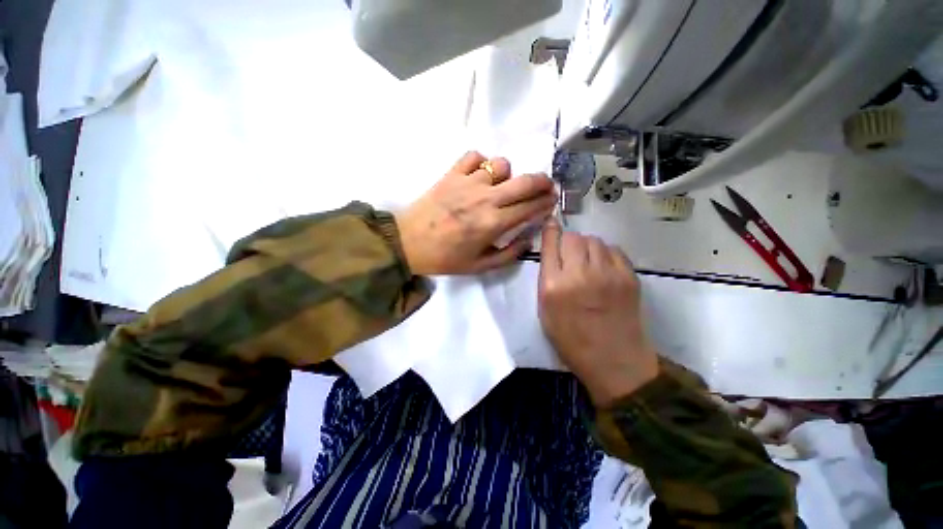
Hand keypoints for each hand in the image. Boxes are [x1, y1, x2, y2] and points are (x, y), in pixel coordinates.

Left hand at [396, 151, 556, 274]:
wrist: (408, 243)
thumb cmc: (444, 258)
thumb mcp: (479, 266)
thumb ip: (508, 255)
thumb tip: (528, 239)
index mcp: (493, 223)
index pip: (530, 207)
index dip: (546, 202)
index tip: (552, 201)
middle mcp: (485, 199)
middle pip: (524, 181)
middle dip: (542, 182)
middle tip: (544, 186)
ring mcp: (468, 182)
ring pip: (501, 165)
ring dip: (507, 175)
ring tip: (501, 186)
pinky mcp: (451, 173)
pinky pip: (474, 156)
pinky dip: (481, 162)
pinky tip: (478, 175)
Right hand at [538, 220, 659, 405]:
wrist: (614, 361)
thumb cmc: (571, 339)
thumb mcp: (545, 311)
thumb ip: (546, 279)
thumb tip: (552, 254)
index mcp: (554, 286)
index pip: (551, 244)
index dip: (551, 231)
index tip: (551, 225)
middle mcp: (579, 274)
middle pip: (574, 237)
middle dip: (569, 242)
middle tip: (570, 256)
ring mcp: (607, 274)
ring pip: (594, 240)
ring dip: (587, 247)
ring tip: (587, 263)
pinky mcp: (629, 277)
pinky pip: (614, 250)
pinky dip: (605, 254)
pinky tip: (603, 269)